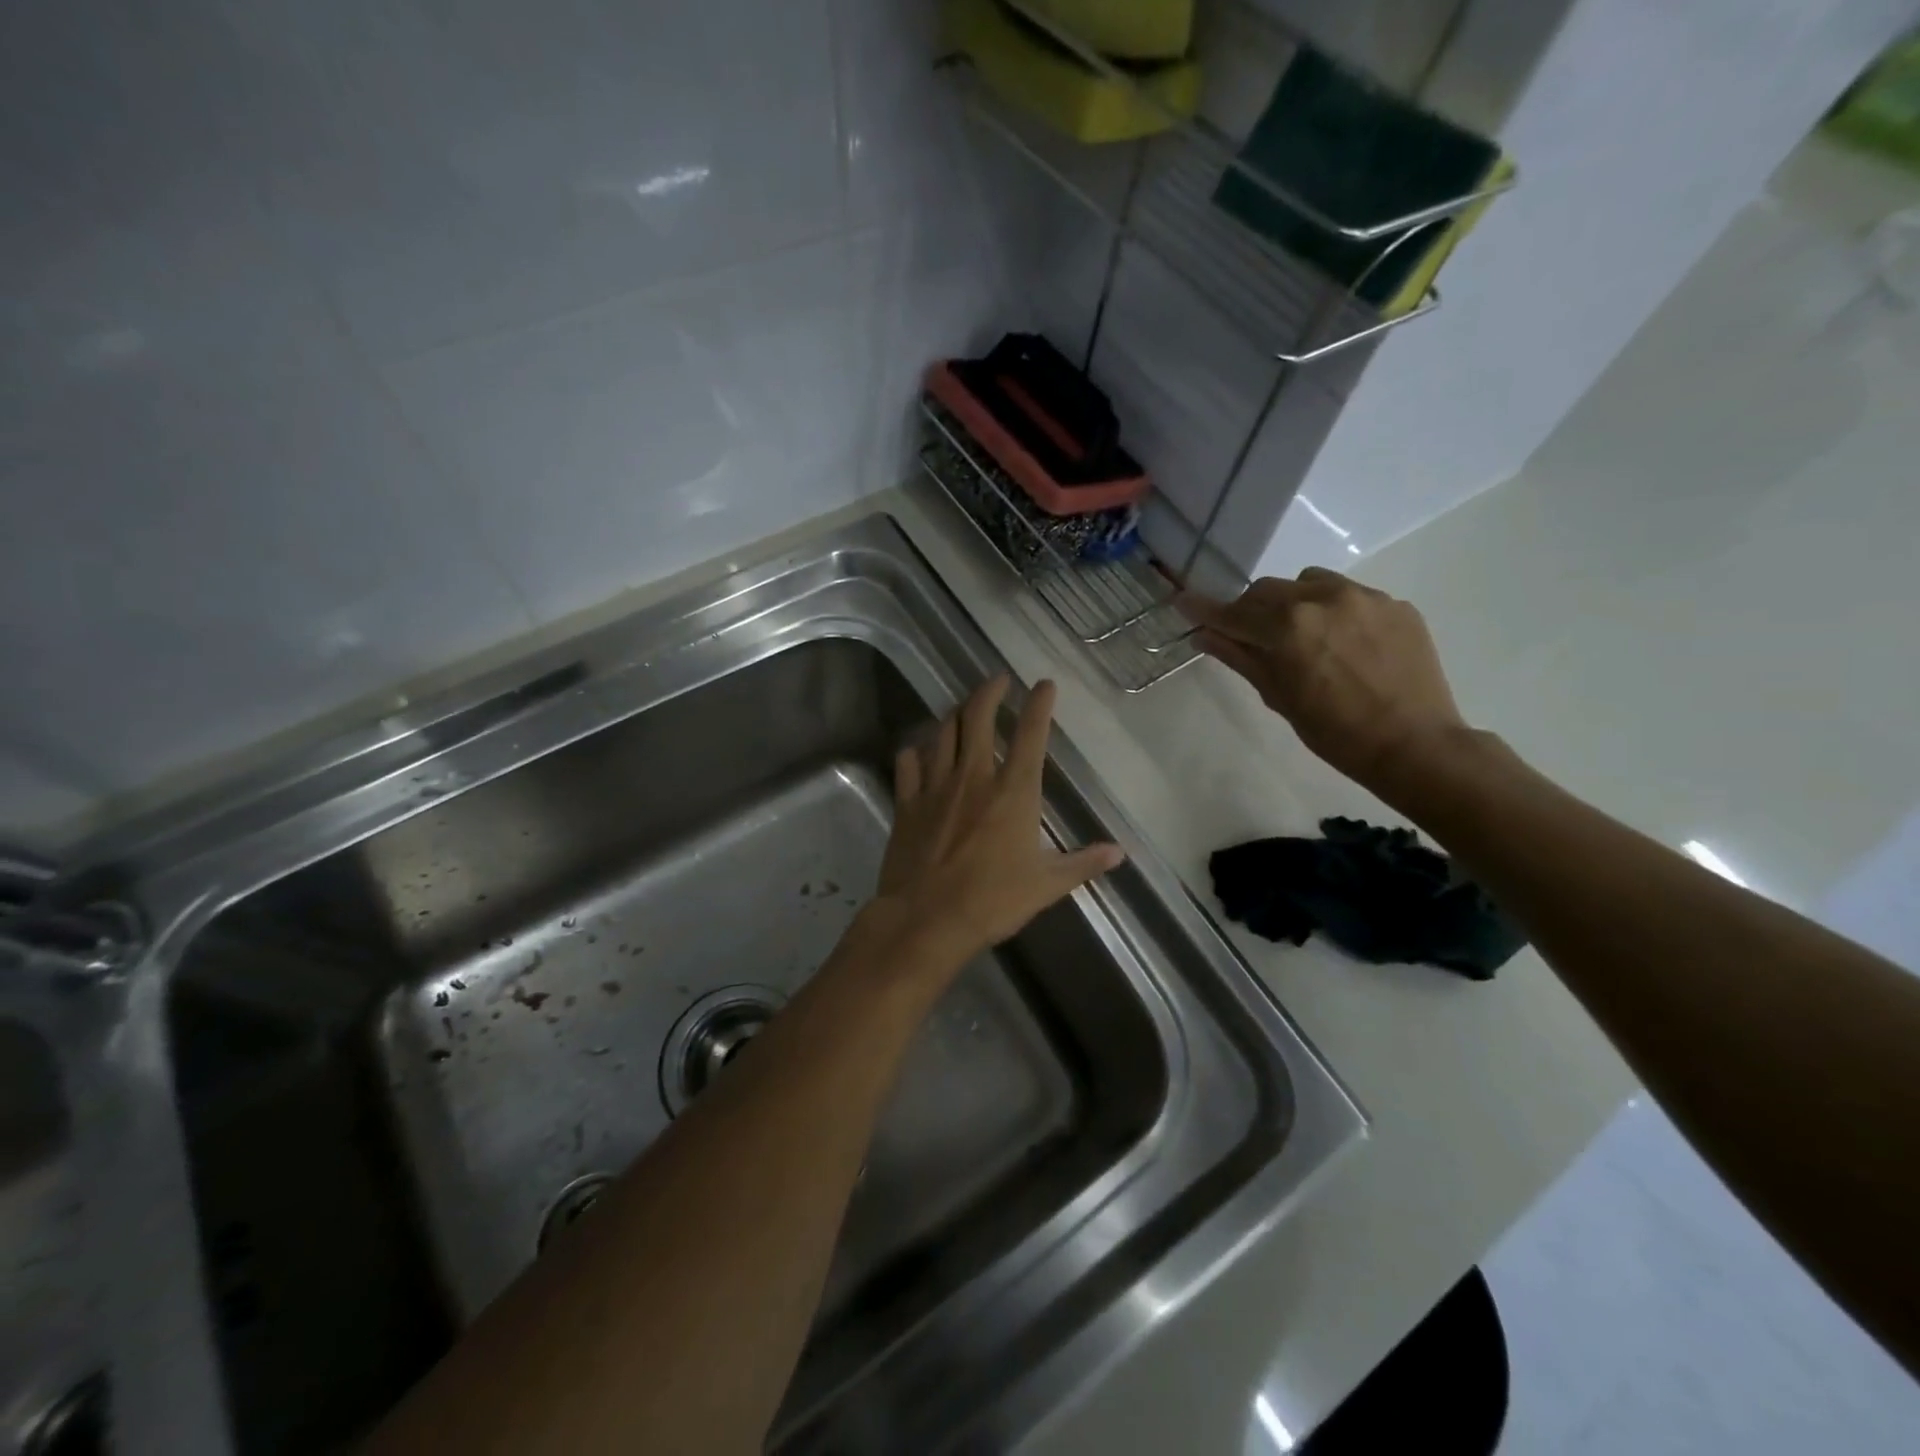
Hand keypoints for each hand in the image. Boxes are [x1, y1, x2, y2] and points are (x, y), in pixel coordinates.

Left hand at [873, 675, 1124, 966]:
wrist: (928, 920)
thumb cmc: (993, 901)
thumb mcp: (1047, 884)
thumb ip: (1083, 863)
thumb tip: (1119, 852)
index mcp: (1014, 791)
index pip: (1031, 734)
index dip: (1039, 704)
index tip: (1044, 684)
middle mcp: (974, 777)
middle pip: (977, 717)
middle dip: (989, 691)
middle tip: (997, 680)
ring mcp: (936, 786)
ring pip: (942, 732)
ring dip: (954, 713)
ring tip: (963, 706)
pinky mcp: (907, 802)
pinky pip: (908, 762)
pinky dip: (915, 749)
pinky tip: (920, 748)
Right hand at [1178, 568, 1470, 790]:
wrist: (1415, 745)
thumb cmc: (1335, 733)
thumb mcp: (1279, 697)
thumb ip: (1241, 658)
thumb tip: (1205, 635)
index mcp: (1288, 627)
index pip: (1234, 612)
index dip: (1204, 609)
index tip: (1182, 601)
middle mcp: (1323, 598)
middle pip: (1267, 590)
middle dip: (1251, 610)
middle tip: (1251, 637)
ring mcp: (1364, 597)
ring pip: (1309, 583)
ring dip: (1293, 602)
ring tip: (1304, 636)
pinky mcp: (1395, 604)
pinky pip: (1350, 595)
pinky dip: (1334, 612)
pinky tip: (1346, 645)